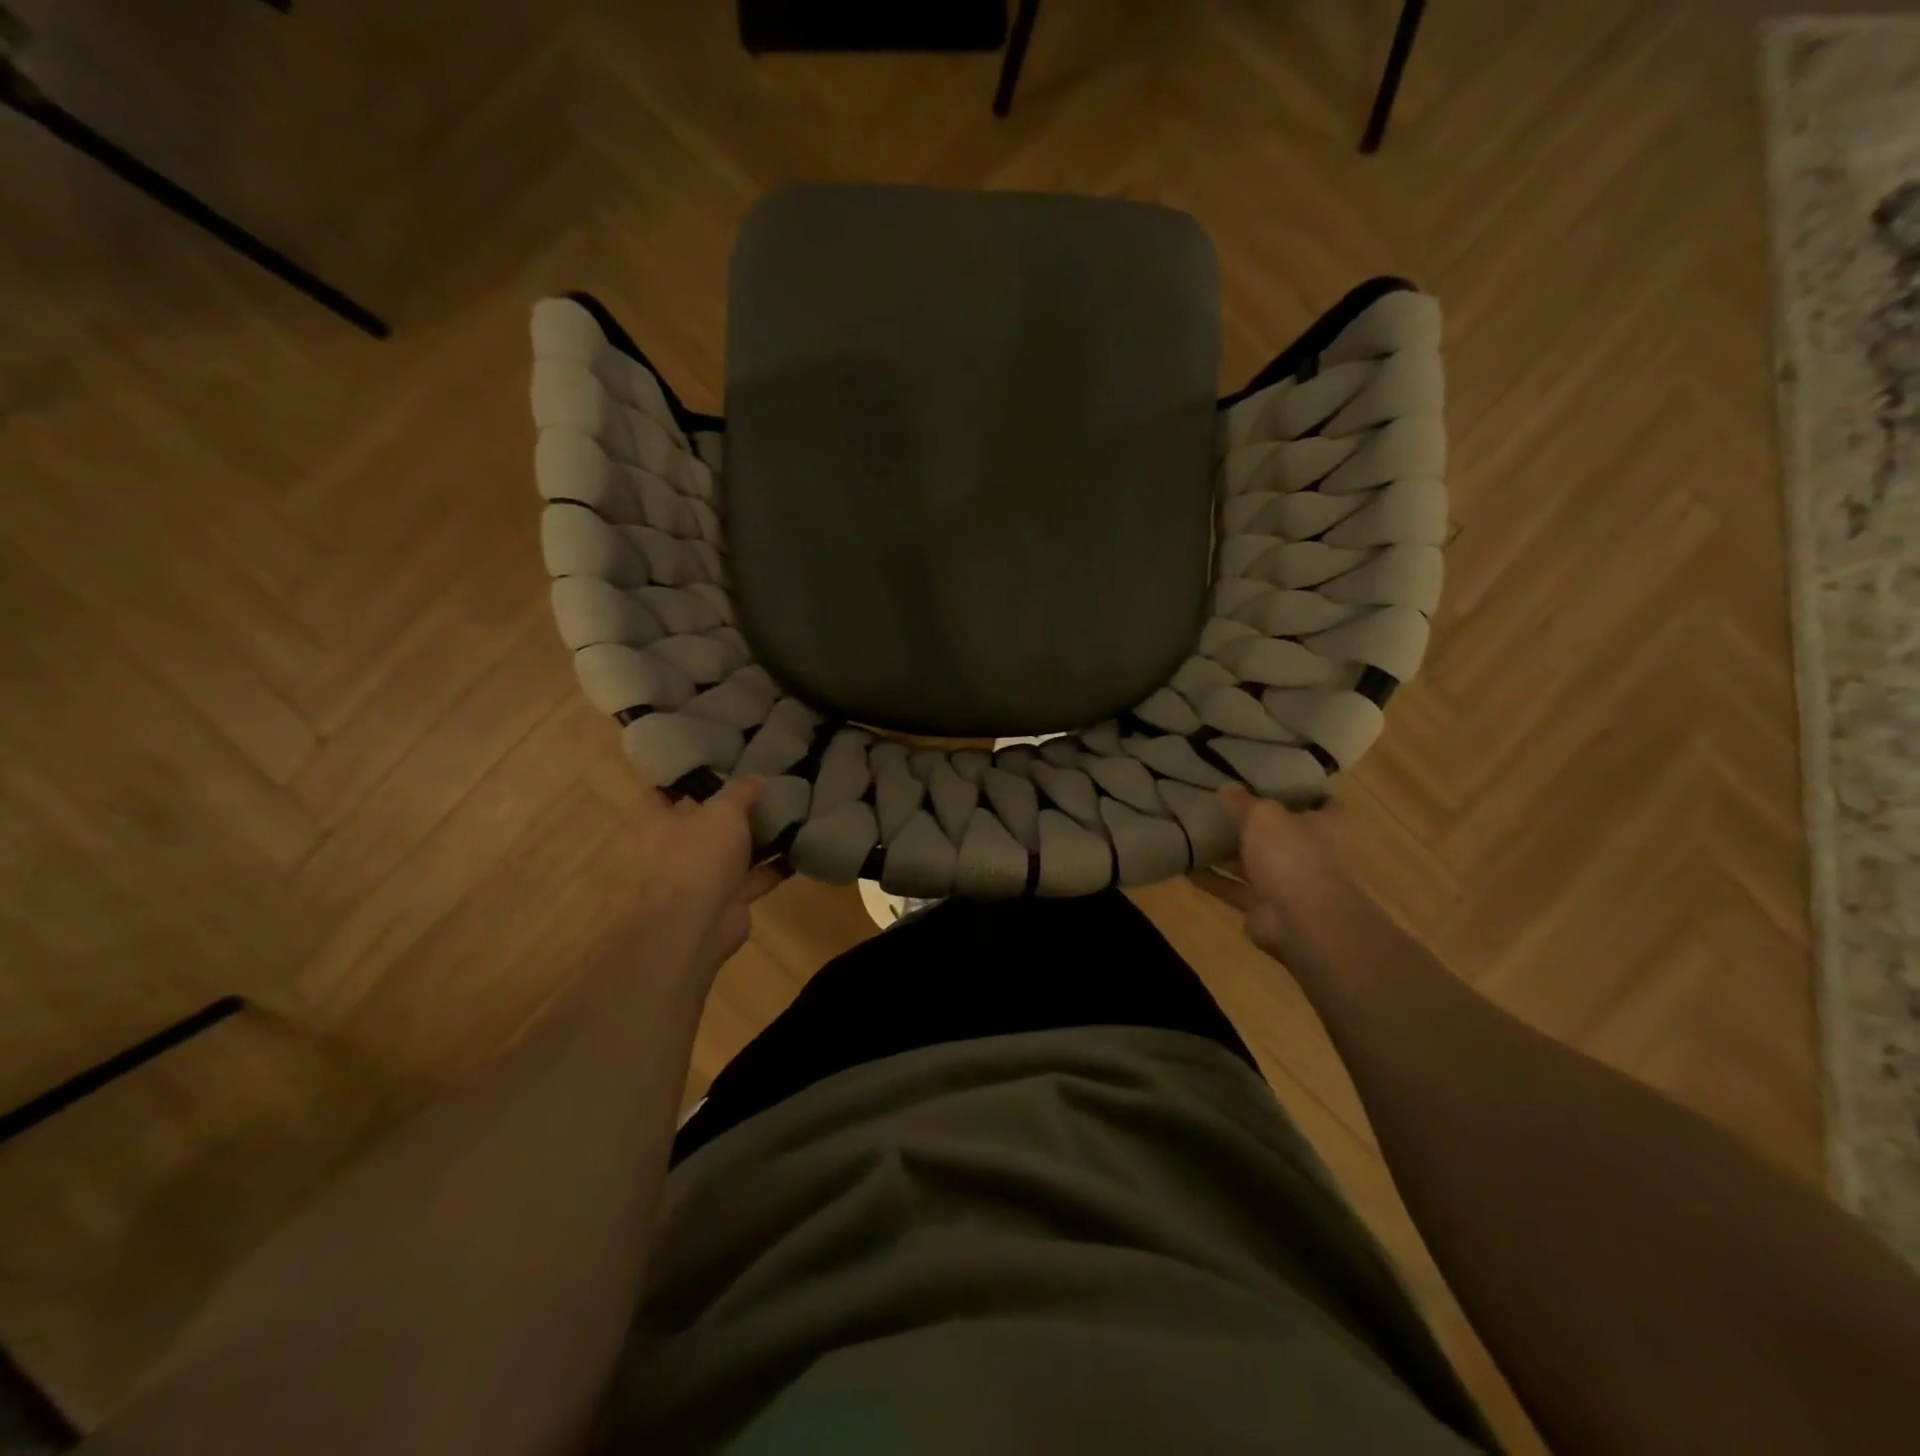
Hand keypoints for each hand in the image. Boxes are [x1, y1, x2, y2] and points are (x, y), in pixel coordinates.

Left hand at [624, 775, 786, 972]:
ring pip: (733, 851)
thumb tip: (757, 779)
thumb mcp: (724, 811)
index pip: (665, 791)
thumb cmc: (699, 856)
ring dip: (758, 839)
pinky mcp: (728, 900)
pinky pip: (755, 878)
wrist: (697, 925)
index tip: (712, 760)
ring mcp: (703, 876)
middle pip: (706, 822)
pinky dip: (775, 867)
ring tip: (790, 814)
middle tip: (764, 785)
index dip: (685, 775)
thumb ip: (741, 791)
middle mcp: (678, 848)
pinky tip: (800, 848)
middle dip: (732, 809)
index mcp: (662, 822)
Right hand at [1209, 784, 1385, 977]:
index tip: (1272, 780)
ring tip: (1194, 833)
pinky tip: (1184, 866)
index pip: (1320, 803)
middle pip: (1280, 834)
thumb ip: (1243, 801)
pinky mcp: (1263, 908)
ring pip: (1253, 863)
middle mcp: (1308, 854)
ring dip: (1226, 852)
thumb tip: (1227, 787)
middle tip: (1220, 804)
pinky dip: (1211, 879)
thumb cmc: (1290, 856)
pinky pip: (1233, 889)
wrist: (1300, 922)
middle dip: (1253, 823)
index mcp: (1322, 826)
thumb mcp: (1262, 816)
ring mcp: (1286, 883)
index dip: (1300, 792)